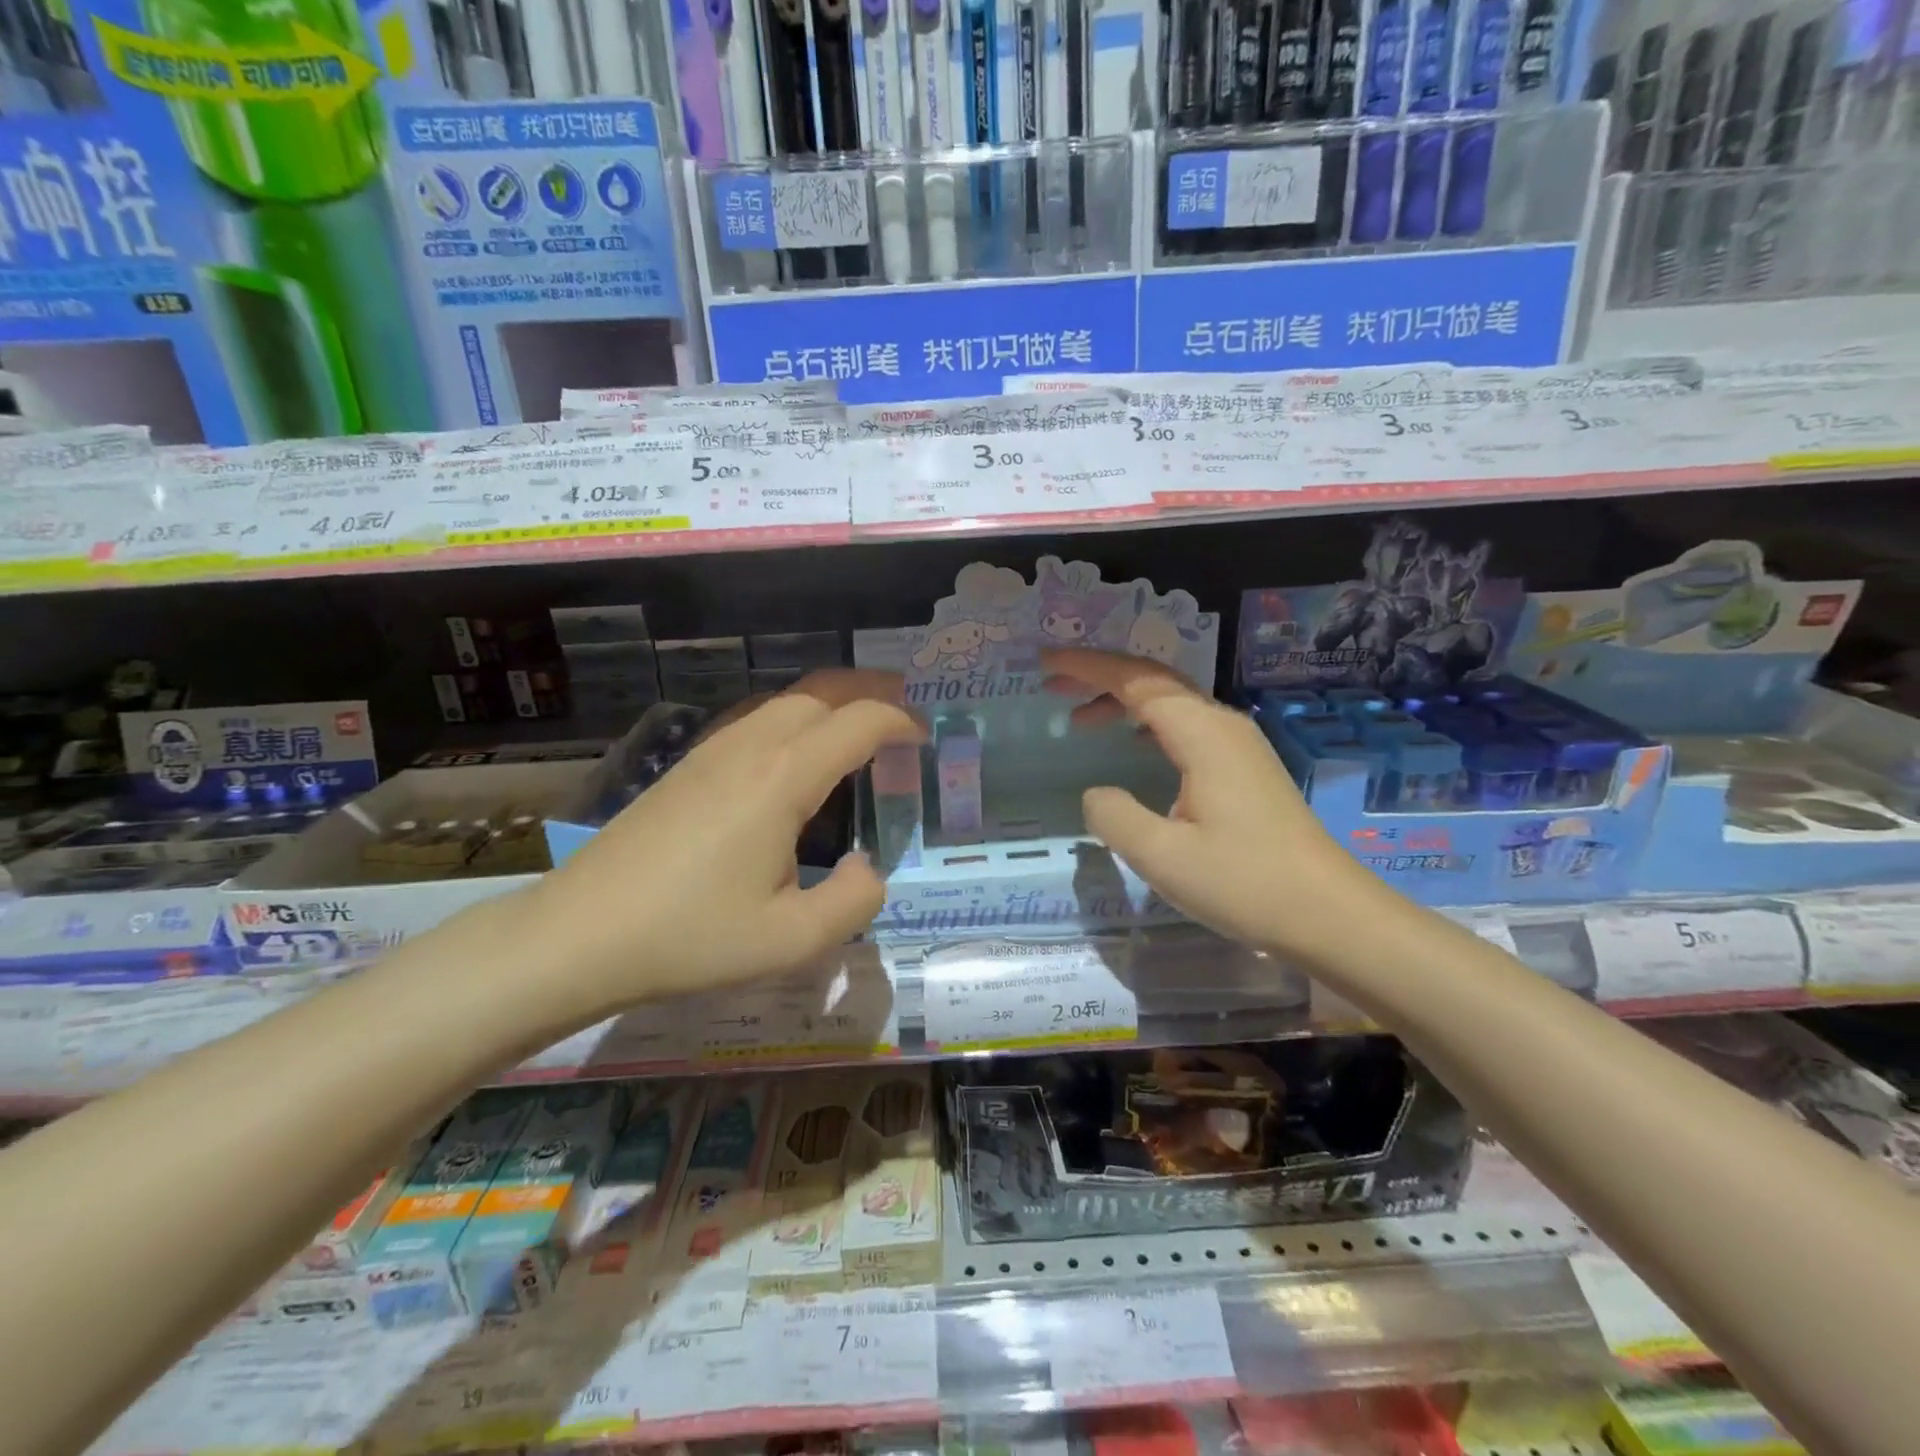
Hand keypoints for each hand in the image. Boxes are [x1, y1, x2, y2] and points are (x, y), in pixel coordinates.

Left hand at [531, 670, 922, 1015]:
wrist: (579, 934)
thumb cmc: (690, 937)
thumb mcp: (792, 940)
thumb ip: (855, 900)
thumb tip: (869, 867)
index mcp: (782, 778)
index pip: (859, 721)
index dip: (900, 721)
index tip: (925, 739)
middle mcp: (750, 746)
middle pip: (823, 692)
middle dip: (871, 694)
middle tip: (903, 721)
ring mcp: (712, 750)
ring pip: (786, 700)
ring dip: (832, 705)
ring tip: (859, 735)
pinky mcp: (688, 765)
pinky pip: (757, 720)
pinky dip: (797, 721)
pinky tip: (796, 762)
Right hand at [1043, 647, 1378, 961]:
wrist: (1330, 915)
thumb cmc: (1245, 883)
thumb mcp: (1162, 856)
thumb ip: (1114, 815)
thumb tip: (1096, 794)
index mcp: (1202, 734)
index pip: (1135, 681)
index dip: (1086, 668)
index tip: (1045, 663)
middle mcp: (1222, 725)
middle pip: (1154, 681)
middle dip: (1100, 676)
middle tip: (1053, 686)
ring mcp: (1239, 745)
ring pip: (1171, 703)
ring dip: (1123, 701)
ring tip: (1080, 717)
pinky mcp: (1245, 767)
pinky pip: (1186, 726)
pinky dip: (1148, 723)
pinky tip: (1133, 743)